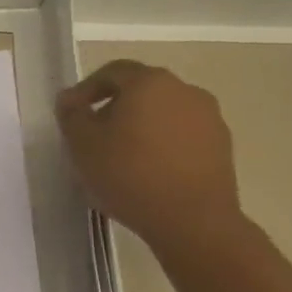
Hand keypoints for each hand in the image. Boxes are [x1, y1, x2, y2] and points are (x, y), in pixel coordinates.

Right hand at [55, 59, 244, 254]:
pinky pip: (182, 134)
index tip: (71, 113)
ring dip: (140, 126)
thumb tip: (70, 99)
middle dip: (114, 108)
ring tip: (122, 157)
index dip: (87, 89)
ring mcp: (209, 117)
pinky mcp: (222, 145)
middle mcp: (185, 90)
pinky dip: (162, 144)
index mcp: (149, 82)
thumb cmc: (129, 174)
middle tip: (94, 136)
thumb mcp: (83, 144)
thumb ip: (71, 115)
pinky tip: (149, 171)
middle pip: (141, 90)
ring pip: (163, 112)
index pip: (112, 71)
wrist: (193, 220)